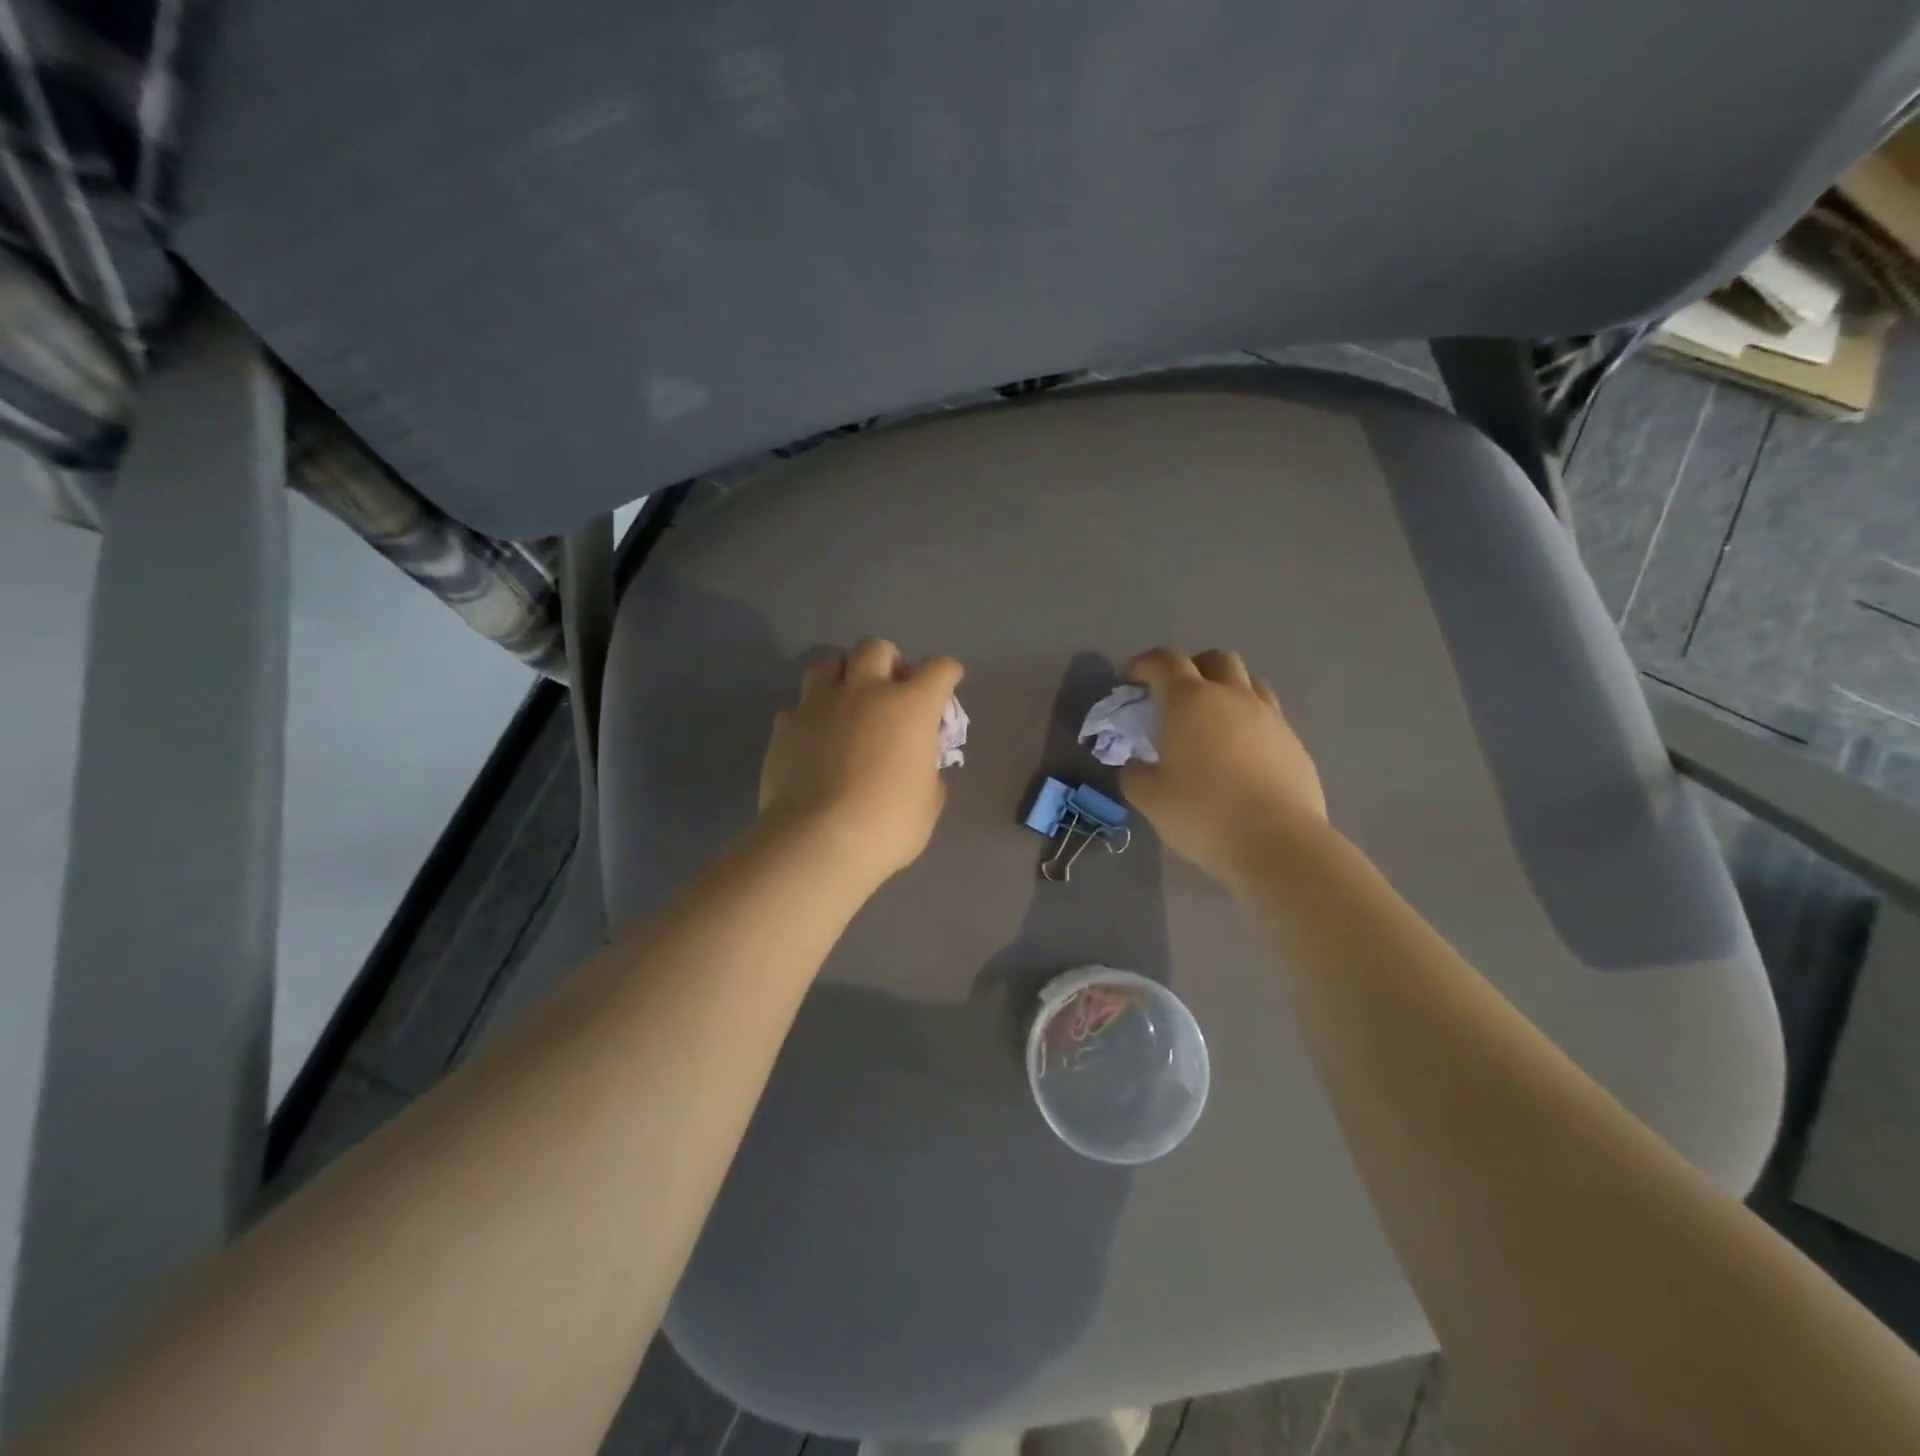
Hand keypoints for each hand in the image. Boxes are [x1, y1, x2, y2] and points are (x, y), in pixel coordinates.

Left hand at [759, 638, 964, 886]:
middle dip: (888, 661)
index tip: (947, 684)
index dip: (947, 673)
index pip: (938, 669)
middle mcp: (865, 691)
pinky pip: (798, 702)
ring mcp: (820, 704)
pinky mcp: (785, 724)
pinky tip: (814, 733)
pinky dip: (810, 711)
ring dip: (842, 673)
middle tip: (889, 689)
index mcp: (910, 706)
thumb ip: (927, 770)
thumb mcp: (928, 801)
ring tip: (845, 698)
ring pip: (828, 660)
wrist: (818, 841)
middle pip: (876, 648)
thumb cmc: (889, 824)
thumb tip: (918, 763)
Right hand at [1120, 647, 1326, 885]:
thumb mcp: (1149, 798)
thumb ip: (1134, 773)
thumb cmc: (1202, 813)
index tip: (1129, 681)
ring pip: (1248, 681)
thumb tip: (1136, 765)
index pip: (1164, 661)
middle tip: (1173, 697)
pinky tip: (1239, 752)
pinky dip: (1248, 720)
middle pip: (1214, 659)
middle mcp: (1231, 696)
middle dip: (1190, 668)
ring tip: (1211, 719)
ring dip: (1225, 688)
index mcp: (1189, 701)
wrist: (1277, 842)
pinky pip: (1267, 714)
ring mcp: (1269, 716)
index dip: (1143, 664)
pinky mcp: (1293, 742)